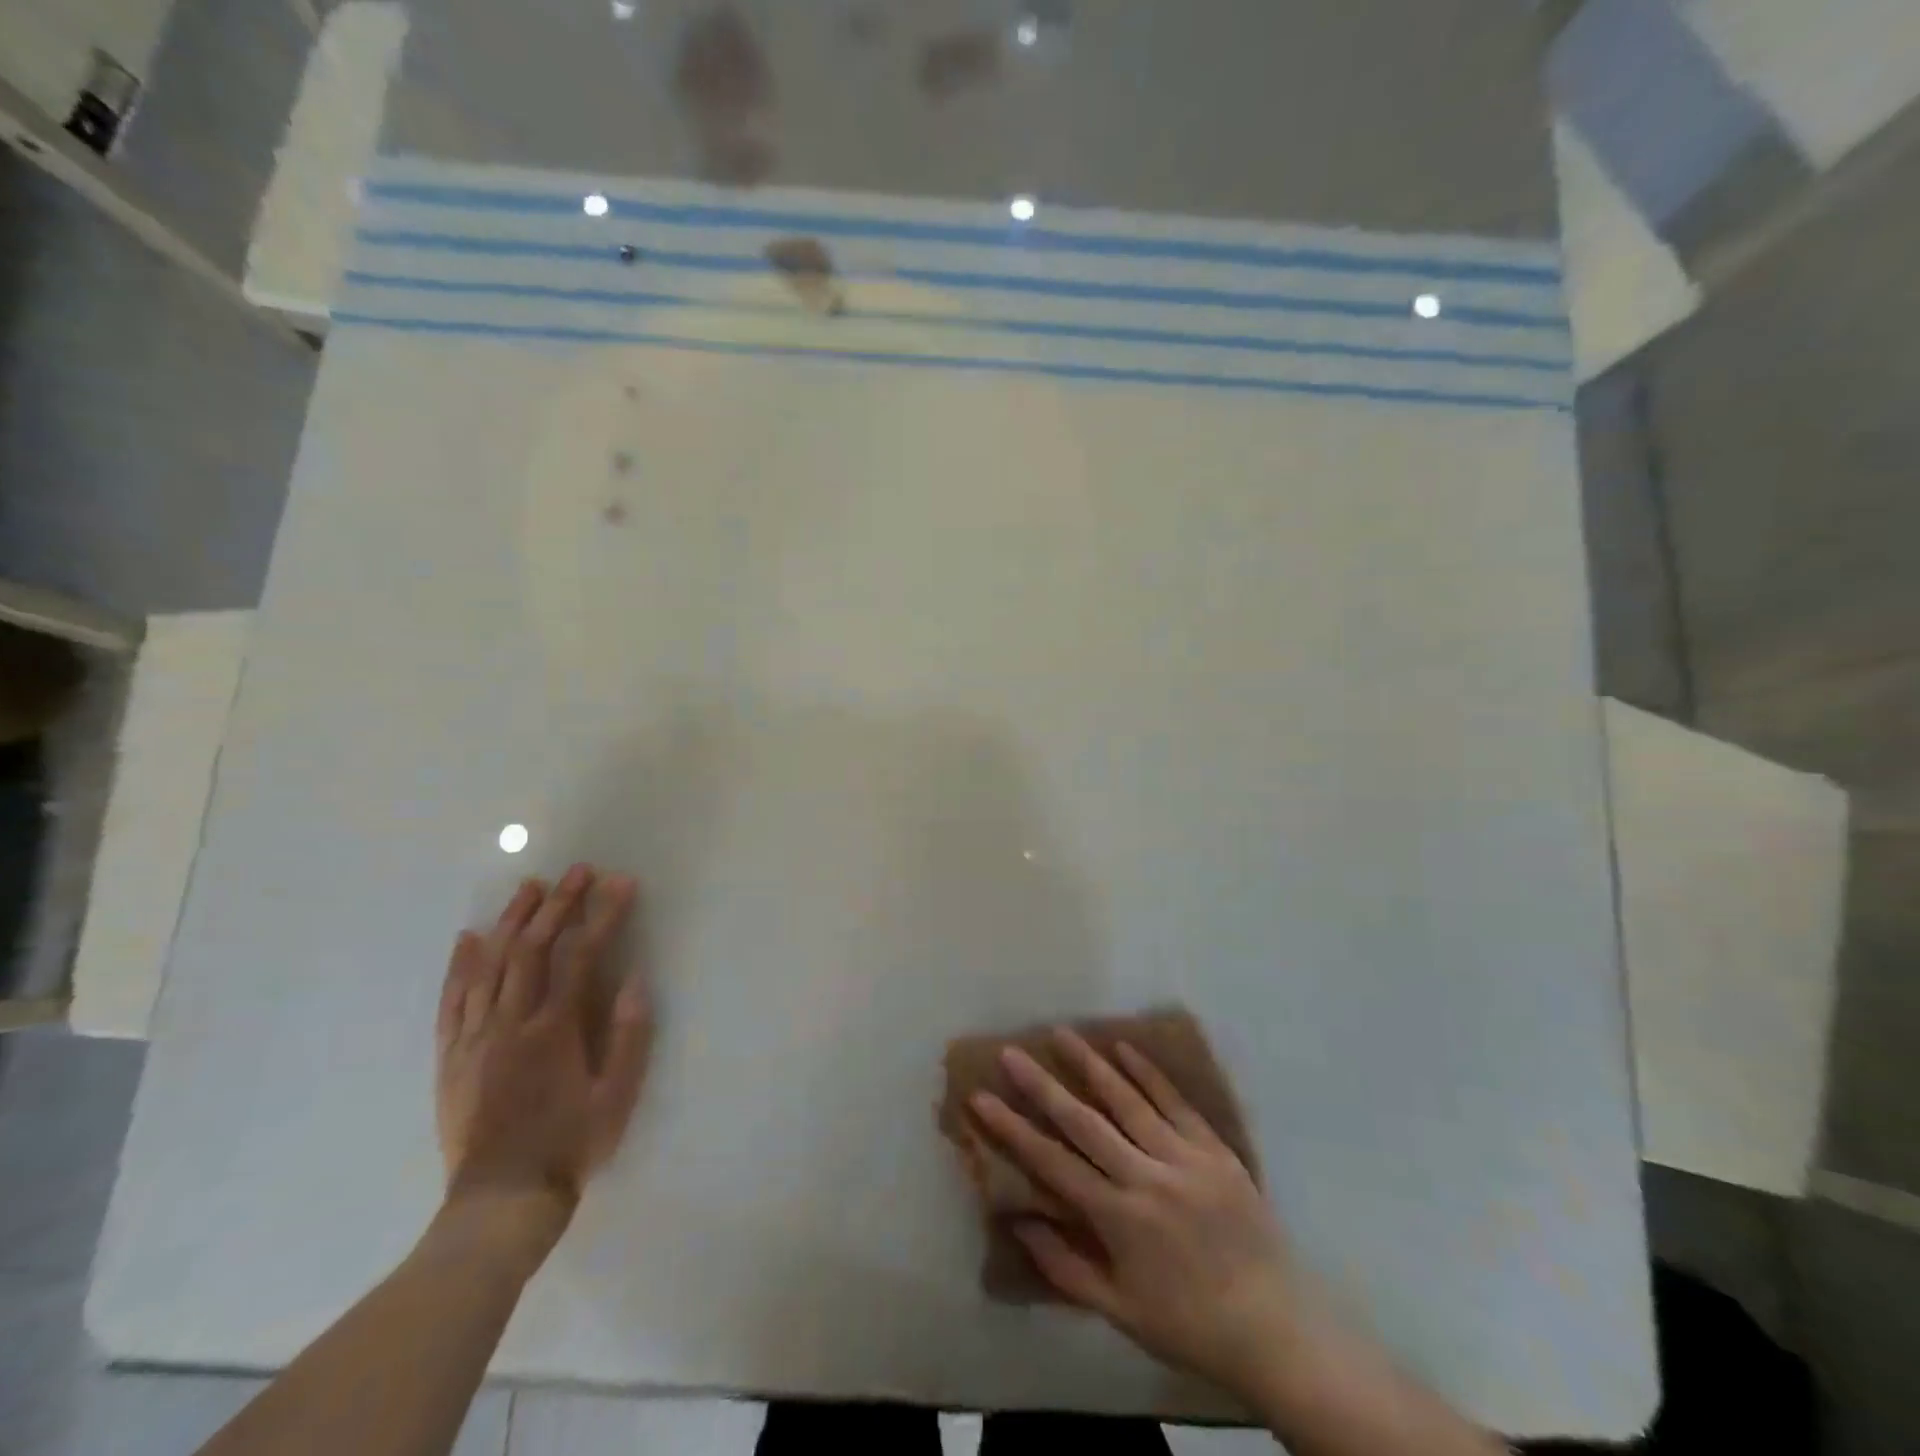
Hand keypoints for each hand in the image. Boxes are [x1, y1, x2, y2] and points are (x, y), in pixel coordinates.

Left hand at [434, 865, 651, 1250]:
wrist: (501, 1201)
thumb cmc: (570, 1145)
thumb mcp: (617, 1096)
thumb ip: (628, 1036)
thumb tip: (633, 980)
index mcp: (554, 1030)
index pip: (580, 957)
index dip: (601, 916)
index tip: (620, 884)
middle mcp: (510, 1024)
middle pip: (531, 949)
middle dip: (557, 905)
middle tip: (577, 872)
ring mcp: (475, 1038)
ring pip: (490, 965)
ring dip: (511, 921)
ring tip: (529, 888)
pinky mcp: (452, 1057)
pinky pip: (452, 1001)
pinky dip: (461, 966)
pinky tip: (468, 938)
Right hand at [970, 1030, 1302, 1405]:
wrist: (1277, 1327)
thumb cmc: (1191, 1324)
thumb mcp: (1121, 1311)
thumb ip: (1066, 1267)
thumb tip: (1020, 1224)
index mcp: (1119, 1218)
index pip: (1052, 1163)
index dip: (1013, 1130)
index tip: (982, 1099)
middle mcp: (1146, 1177)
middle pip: (1084, 1121)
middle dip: (1042, 1085)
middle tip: (1012, 1053)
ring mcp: (1184, 1157)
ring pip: (1128, 1100)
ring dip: (1091, 1065)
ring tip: (1062, 1034)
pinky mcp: (1215, 1149)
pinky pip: (1176, 1102)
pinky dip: (1149, 1073)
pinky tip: (1125, 1048)